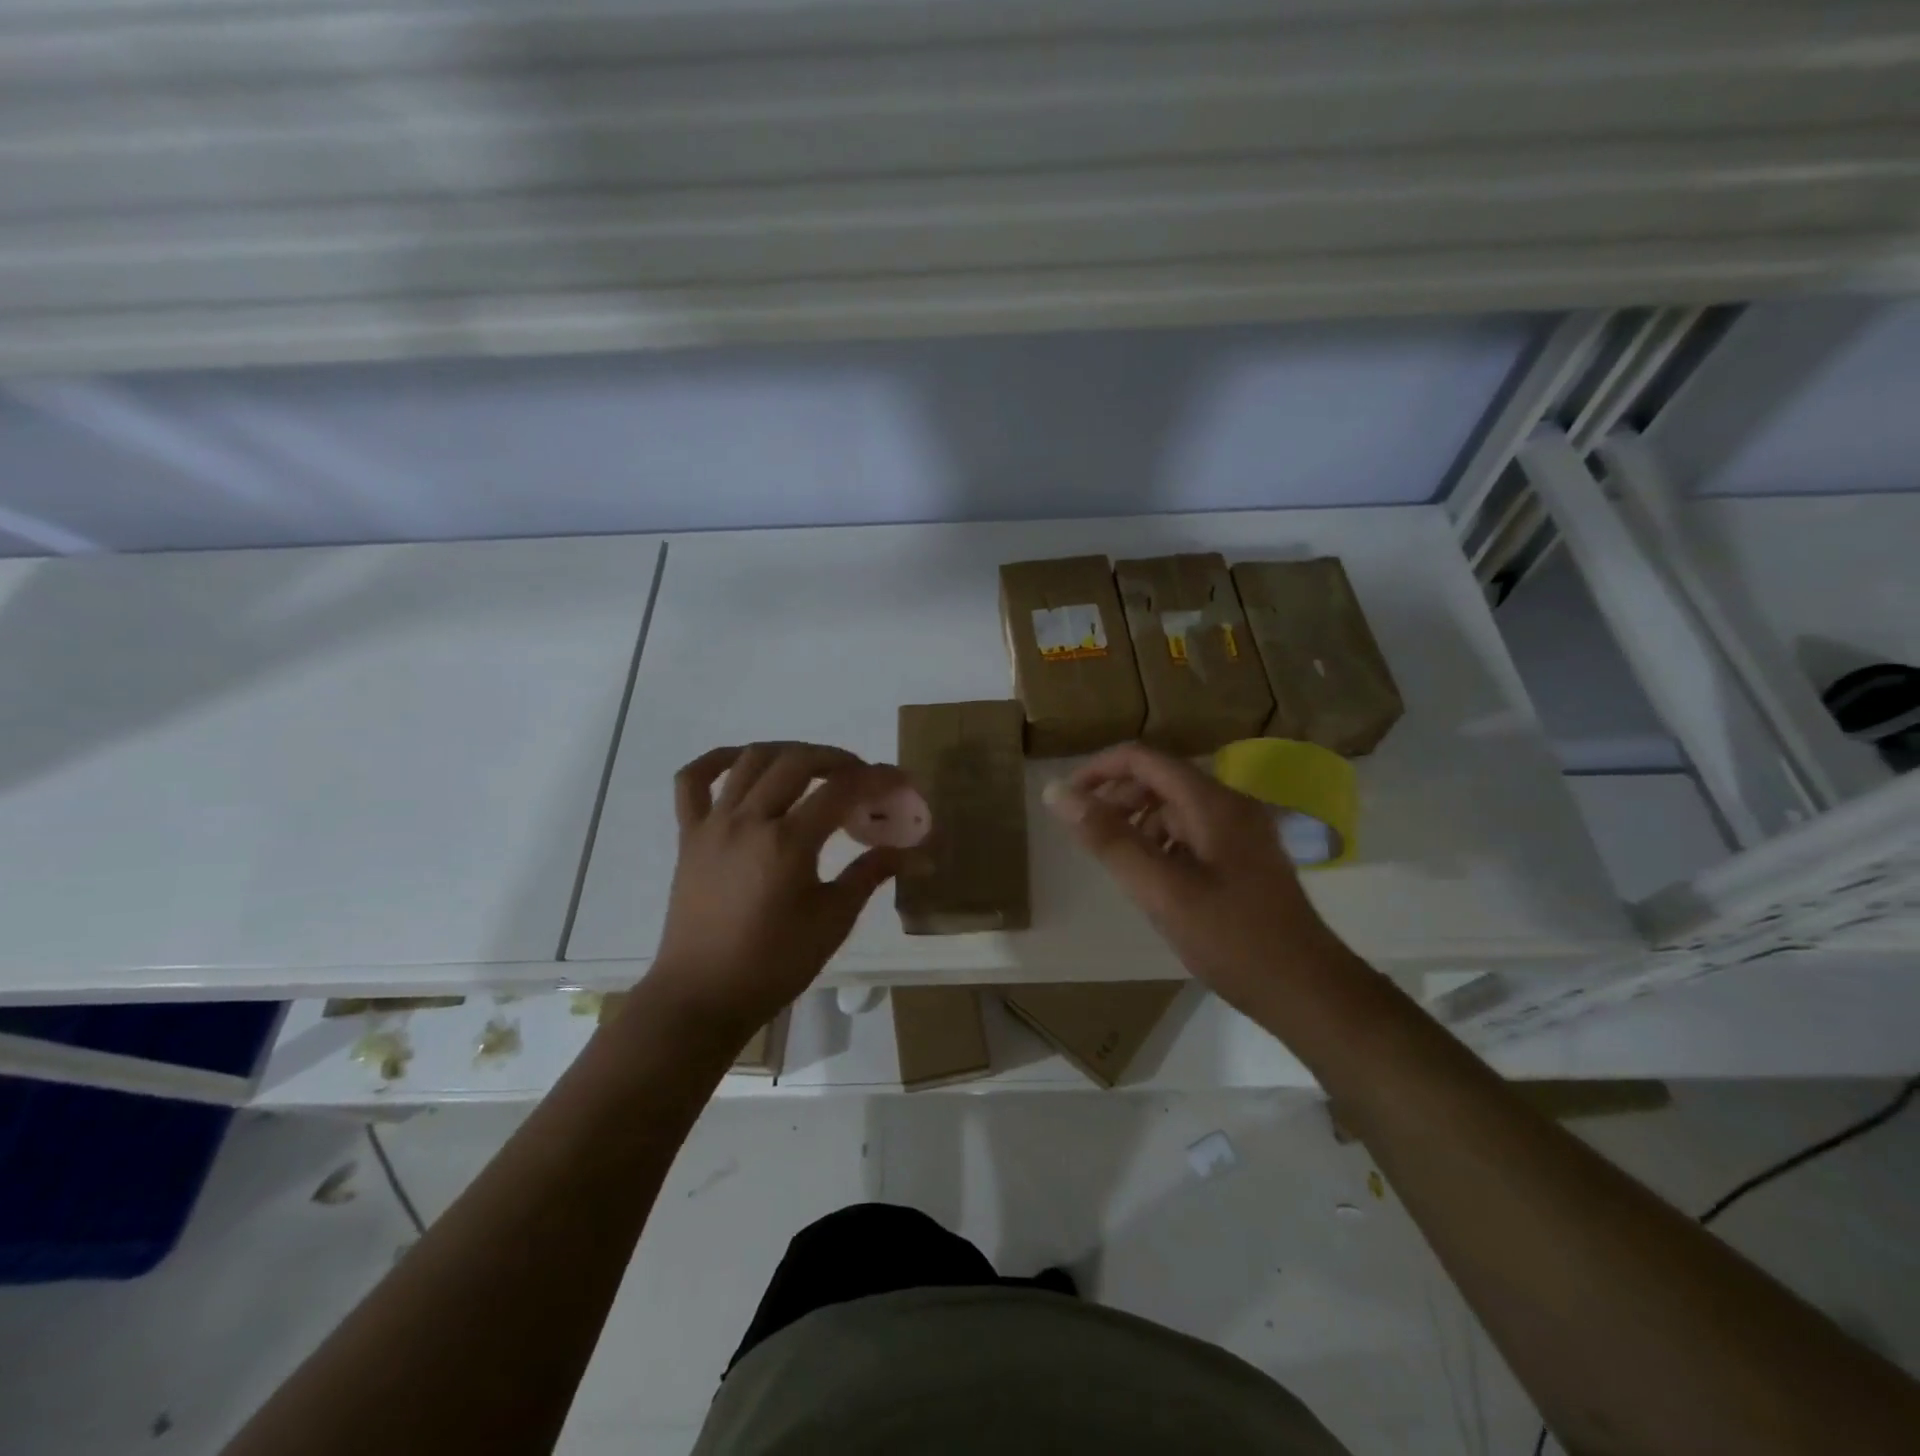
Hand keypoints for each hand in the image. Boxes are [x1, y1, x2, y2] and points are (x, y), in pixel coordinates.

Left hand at [646, 742, 905, 1045]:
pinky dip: (716, 760)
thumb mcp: (833, 921)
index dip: (878, 779)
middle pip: (796, 762)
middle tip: (861, 777)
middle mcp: (748, 820)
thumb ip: (871, 874)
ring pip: (750, 760)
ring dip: (789, 752)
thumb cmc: (774, 964)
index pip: (841, 790)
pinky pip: (692, 781)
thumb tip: (916, 854)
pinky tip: (741, 761)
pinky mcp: (688, 836)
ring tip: (814, 767)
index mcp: (787, 843)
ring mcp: (713, 824)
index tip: (902, 781)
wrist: (702, 996)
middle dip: (837, 759)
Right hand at [1043, 743, 1338, 1018]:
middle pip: (1160, 779)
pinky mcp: (1246, 859)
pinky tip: (1155, 880)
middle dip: (1118, 798)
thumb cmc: (1232, 938)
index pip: (1143, 759)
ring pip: (1176, 808)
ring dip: (1139, 823)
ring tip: (1118, 862)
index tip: (1066, 799)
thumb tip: (1056, 793)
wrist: (1308, 990)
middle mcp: (1231, 805)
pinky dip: (1163, 844)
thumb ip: (1108, 839)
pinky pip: (1193, 833)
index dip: (1099, 770)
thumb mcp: (1160, 889)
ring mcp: (1243, 832)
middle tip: (1088, 836)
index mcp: (1212, 802)